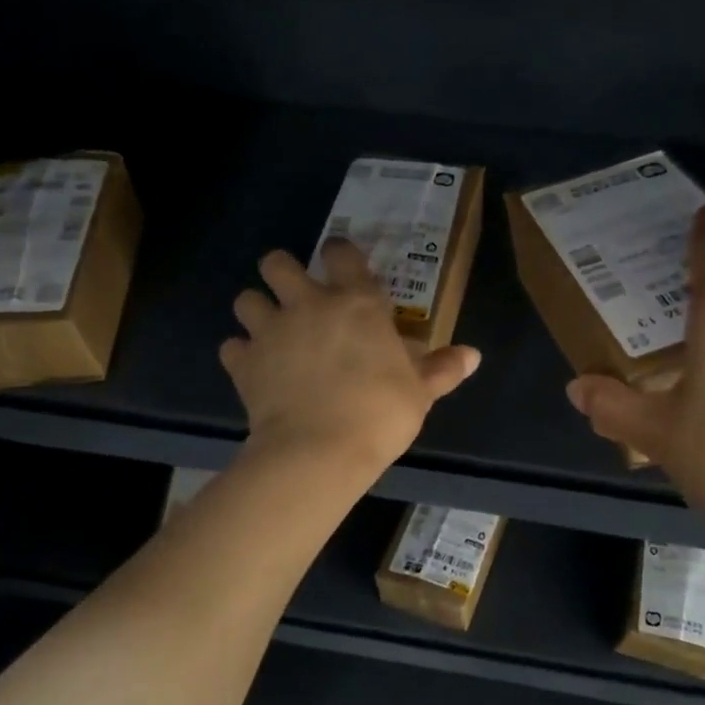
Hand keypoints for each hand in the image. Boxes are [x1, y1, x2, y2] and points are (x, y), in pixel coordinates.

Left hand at [221, 238, 480, 476]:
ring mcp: (271, 331)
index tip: (340, 263)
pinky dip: (241, 354)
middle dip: (281, 271)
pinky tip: (254, 369)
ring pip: (246, 299)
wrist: (319, 451)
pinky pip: (232, 346)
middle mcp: (308, 305)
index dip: (339, 253)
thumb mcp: (420, 392)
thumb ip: (442, 369)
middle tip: (294, 294)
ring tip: (269, 330)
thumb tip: (473, 355)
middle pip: (277, 263)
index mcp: (357, 303)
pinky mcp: (244, 363)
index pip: (342, 254)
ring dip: (256, 309)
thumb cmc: (380, 414)